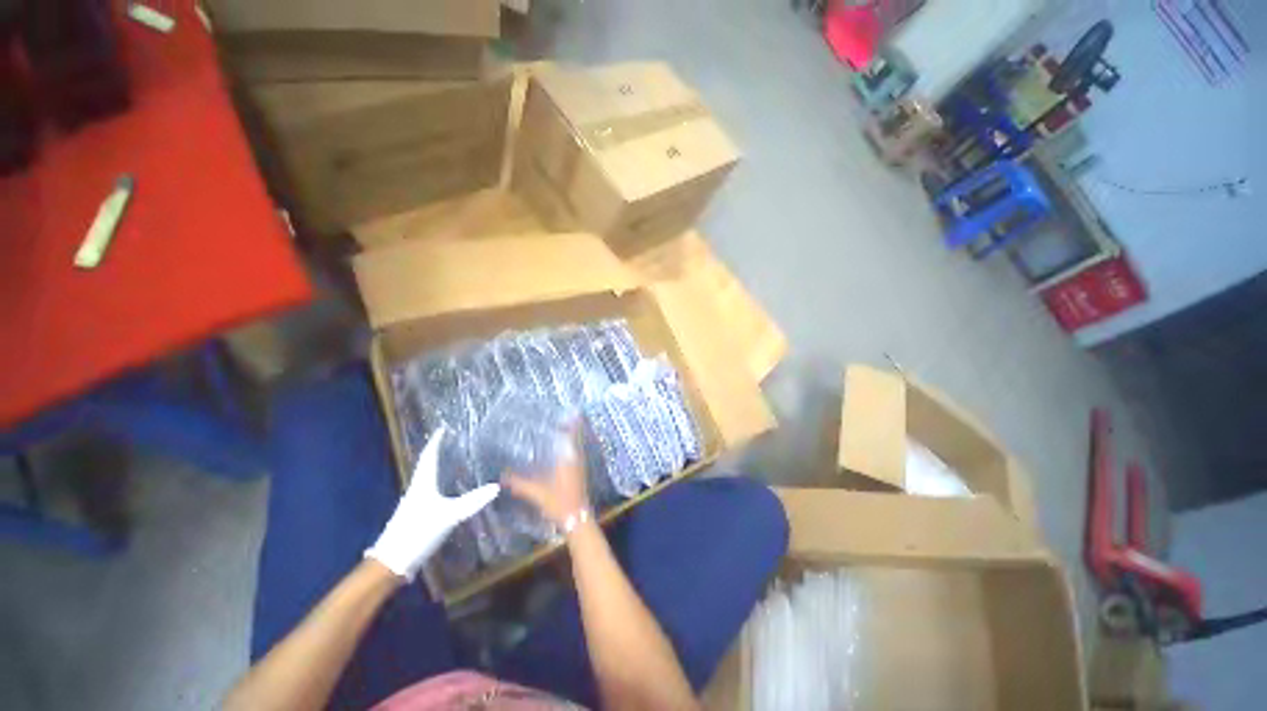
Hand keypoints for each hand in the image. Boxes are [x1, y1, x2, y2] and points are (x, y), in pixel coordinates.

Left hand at [365, 429, 499, 580]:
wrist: (391, 562)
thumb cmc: (418, 532)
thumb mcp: (449, 515)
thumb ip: (473, 501)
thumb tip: (496, 487)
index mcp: (422, 484)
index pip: (429, 456)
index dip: (436, 442)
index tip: (442, 429)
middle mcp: (416, 490)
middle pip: (426, 466)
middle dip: (436, 453)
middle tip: (449, 443)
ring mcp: (413, 504)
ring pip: (426, 480)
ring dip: (436, 468)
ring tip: (449, 462)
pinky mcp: (414, 517)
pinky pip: (428, 492)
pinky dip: (437, 484)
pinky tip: (444, 492)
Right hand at [502, 425, 590, 526]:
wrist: (576, 519)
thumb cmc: (559, 502)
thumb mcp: (538, 493)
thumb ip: (520, 484)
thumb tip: (502, 477)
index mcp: (568, 459)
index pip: (572, 436)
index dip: (573, 423)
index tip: (572, 411)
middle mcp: (576, 459)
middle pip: (576, 438)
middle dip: (572, 427)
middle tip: (563, 417)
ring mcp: (580, 466)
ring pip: (577, 446)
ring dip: (572, 437)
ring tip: (562, 428)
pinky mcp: (580, 474)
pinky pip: (576, 454)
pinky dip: (571, 448)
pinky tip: (561, 451)